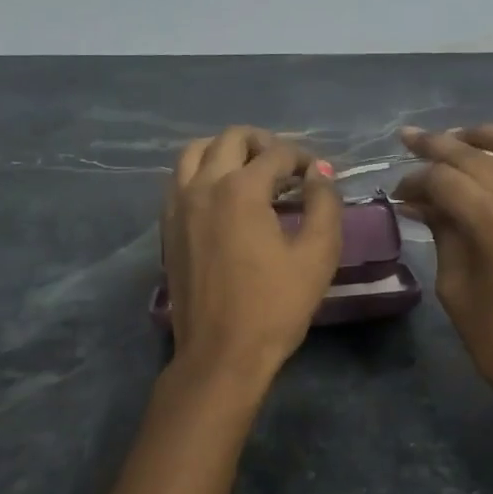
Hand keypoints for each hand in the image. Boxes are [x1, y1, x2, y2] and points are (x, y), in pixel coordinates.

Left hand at [162, 127, 342, 378]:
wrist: (221, 354)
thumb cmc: (275, 307)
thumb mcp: (317, 256)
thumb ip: (324, 205)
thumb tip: (320, 172)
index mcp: (240, 189)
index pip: (276, 153)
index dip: (304, 159)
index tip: (318, 177)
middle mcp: (203, 186)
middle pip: (230, 138)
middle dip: (263, 143)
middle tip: (286, 166)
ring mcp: (178, 206)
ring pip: (195, 152)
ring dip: (225, 151)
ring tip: (250, 172)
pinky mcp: (167, 227)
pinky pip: (179, 179)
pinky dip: (202, 172)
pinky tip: (222, 197)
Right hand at [395, 116, 492, 432]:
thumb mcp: (455, 289)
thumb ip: (443, 234)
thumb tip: (423, 202)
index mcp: (492, 222)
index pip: (443, 180)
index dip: (414, 180)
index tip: (398, 192)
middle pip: (476, 157)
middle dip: (437, 147)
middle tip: (410, 142)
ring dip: (489, 135)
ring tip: (462, 136)